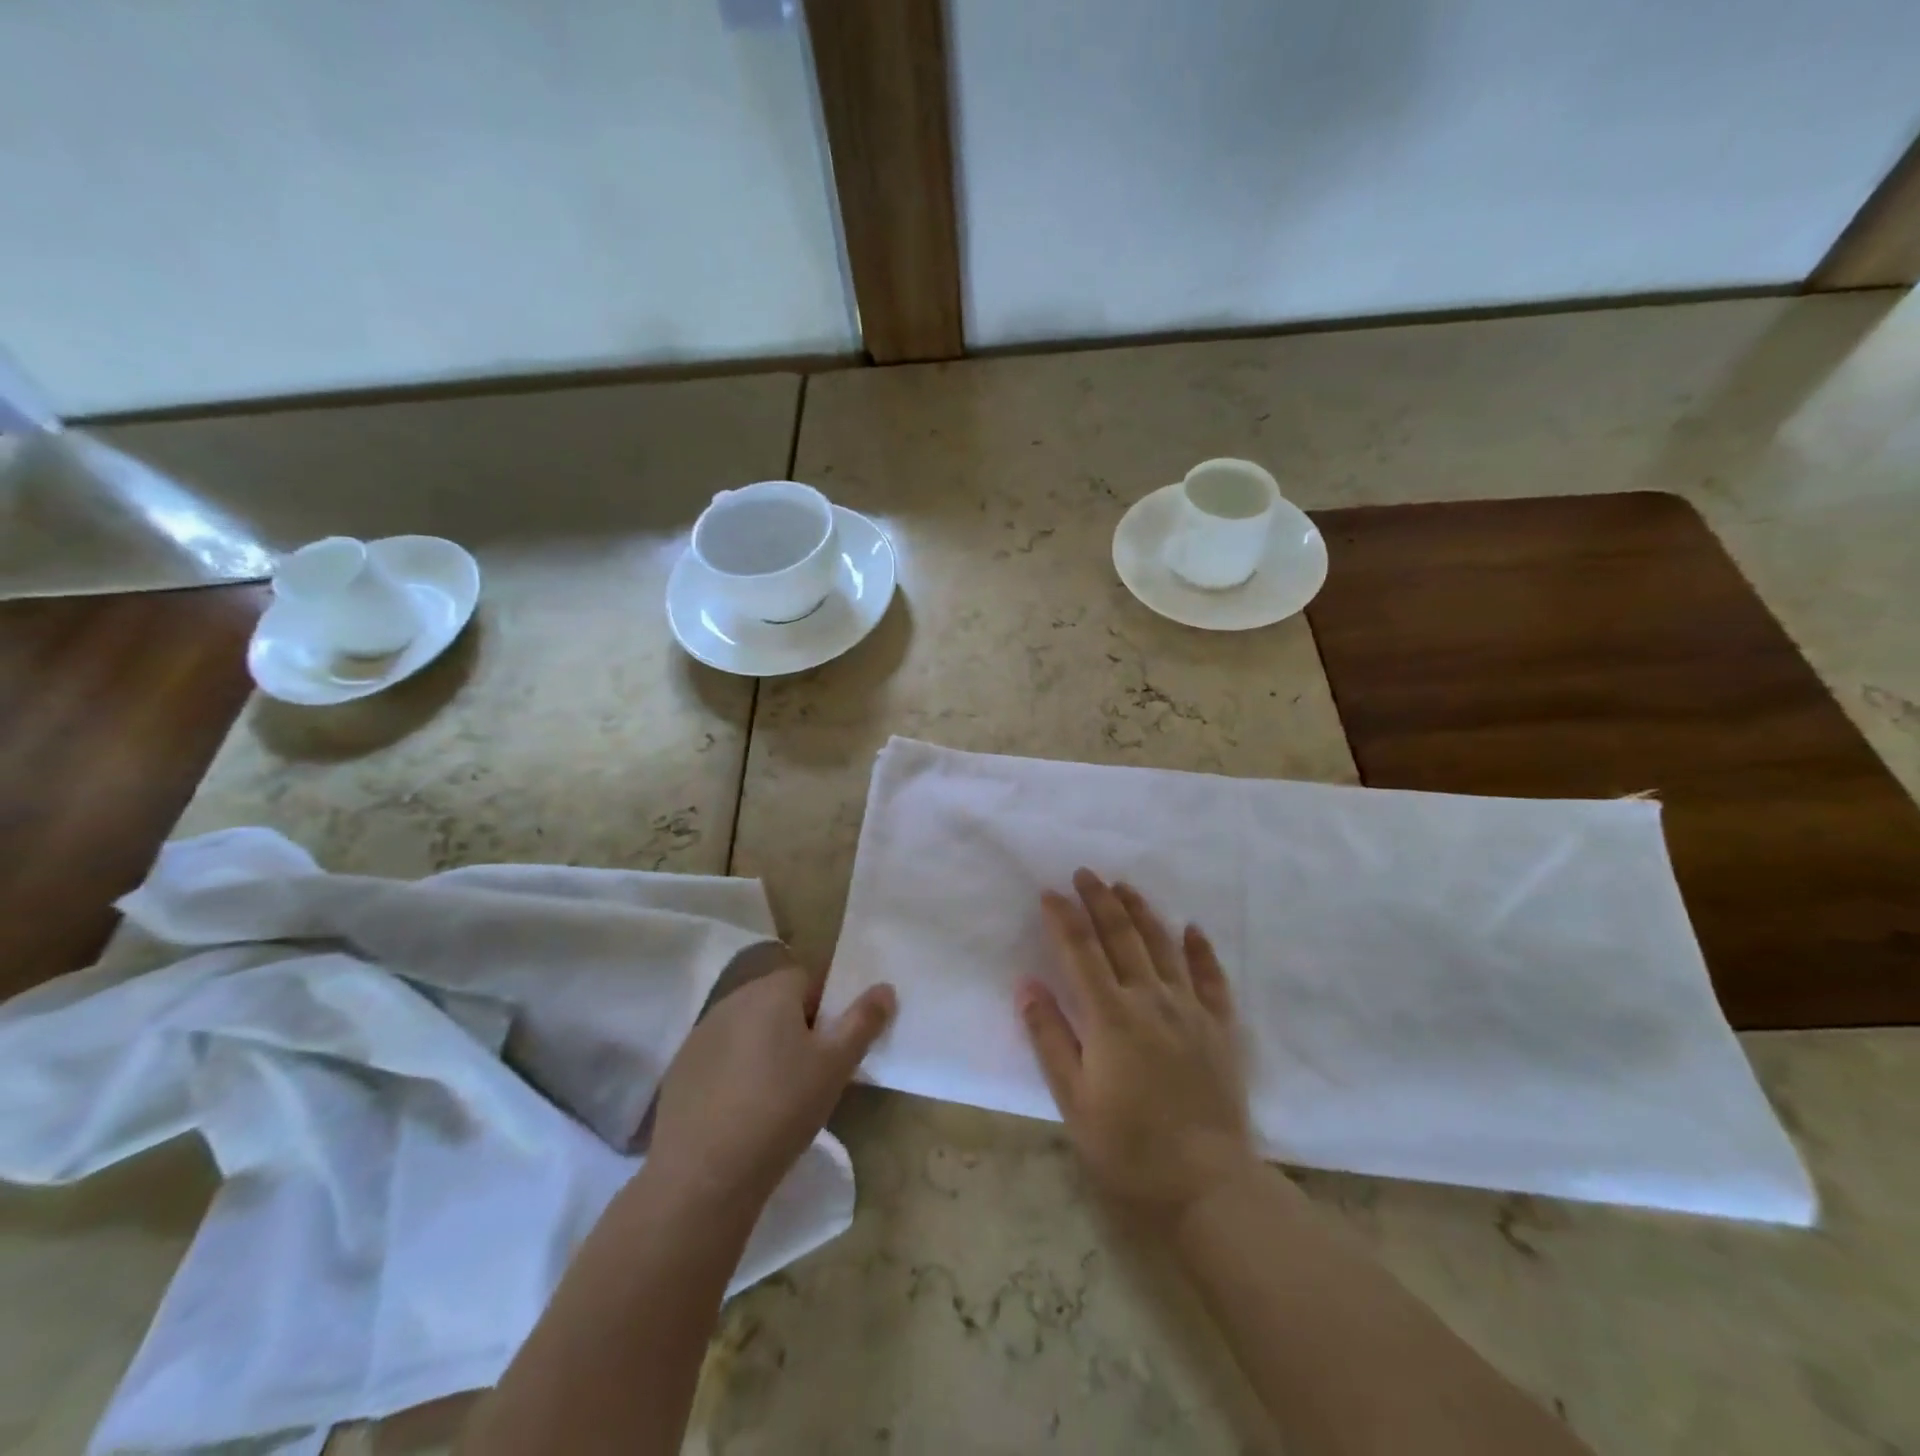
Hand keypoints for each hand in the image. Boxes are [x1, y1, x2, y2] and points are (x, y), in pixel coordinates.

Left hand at [647, 943, 895, 1214]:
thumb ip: (863, 1021)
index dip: (825, 1007)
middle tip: (811, 1072)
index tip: (831, 1046)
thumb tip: (884, 987)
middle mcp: (733, 1000)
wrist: (703, 1175)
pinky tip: (741, 1111)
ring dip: (764, 1048)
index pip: (808, 978)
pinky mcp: (680, 1069)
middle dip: (795, 1027)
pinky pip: (720, 1057)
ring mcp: (700, 1034)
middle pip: (775, 1001)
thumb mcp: (836, 1066)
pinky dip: (734, 1072)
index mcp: (771, 990)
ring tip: (776, 1095)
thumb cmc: (781, 1108)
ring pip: (747, 1029)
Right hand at [1019, 869, 1258, 1226]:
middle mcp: (1151, 999)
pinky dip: (1200, 950)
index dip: (1063, 918)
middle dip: (1100, 900)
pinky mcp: (1220, 1028)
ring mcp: (1190, 1010)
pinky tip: (1192, 928)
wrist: (1205, 1185)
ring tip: (1125, 886)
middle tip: (1085, 873)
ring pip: (1163, 946)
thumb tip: (1026, 984)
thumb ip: (1049, 1037)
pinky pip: (1211, 978)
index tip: (1049, 893)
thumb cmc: (1127, 1147)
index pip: (1080, 951)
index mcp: (1110, 1016)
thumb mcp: (1072, 1099)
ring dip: (1142, 911)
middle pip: (1121, 936)